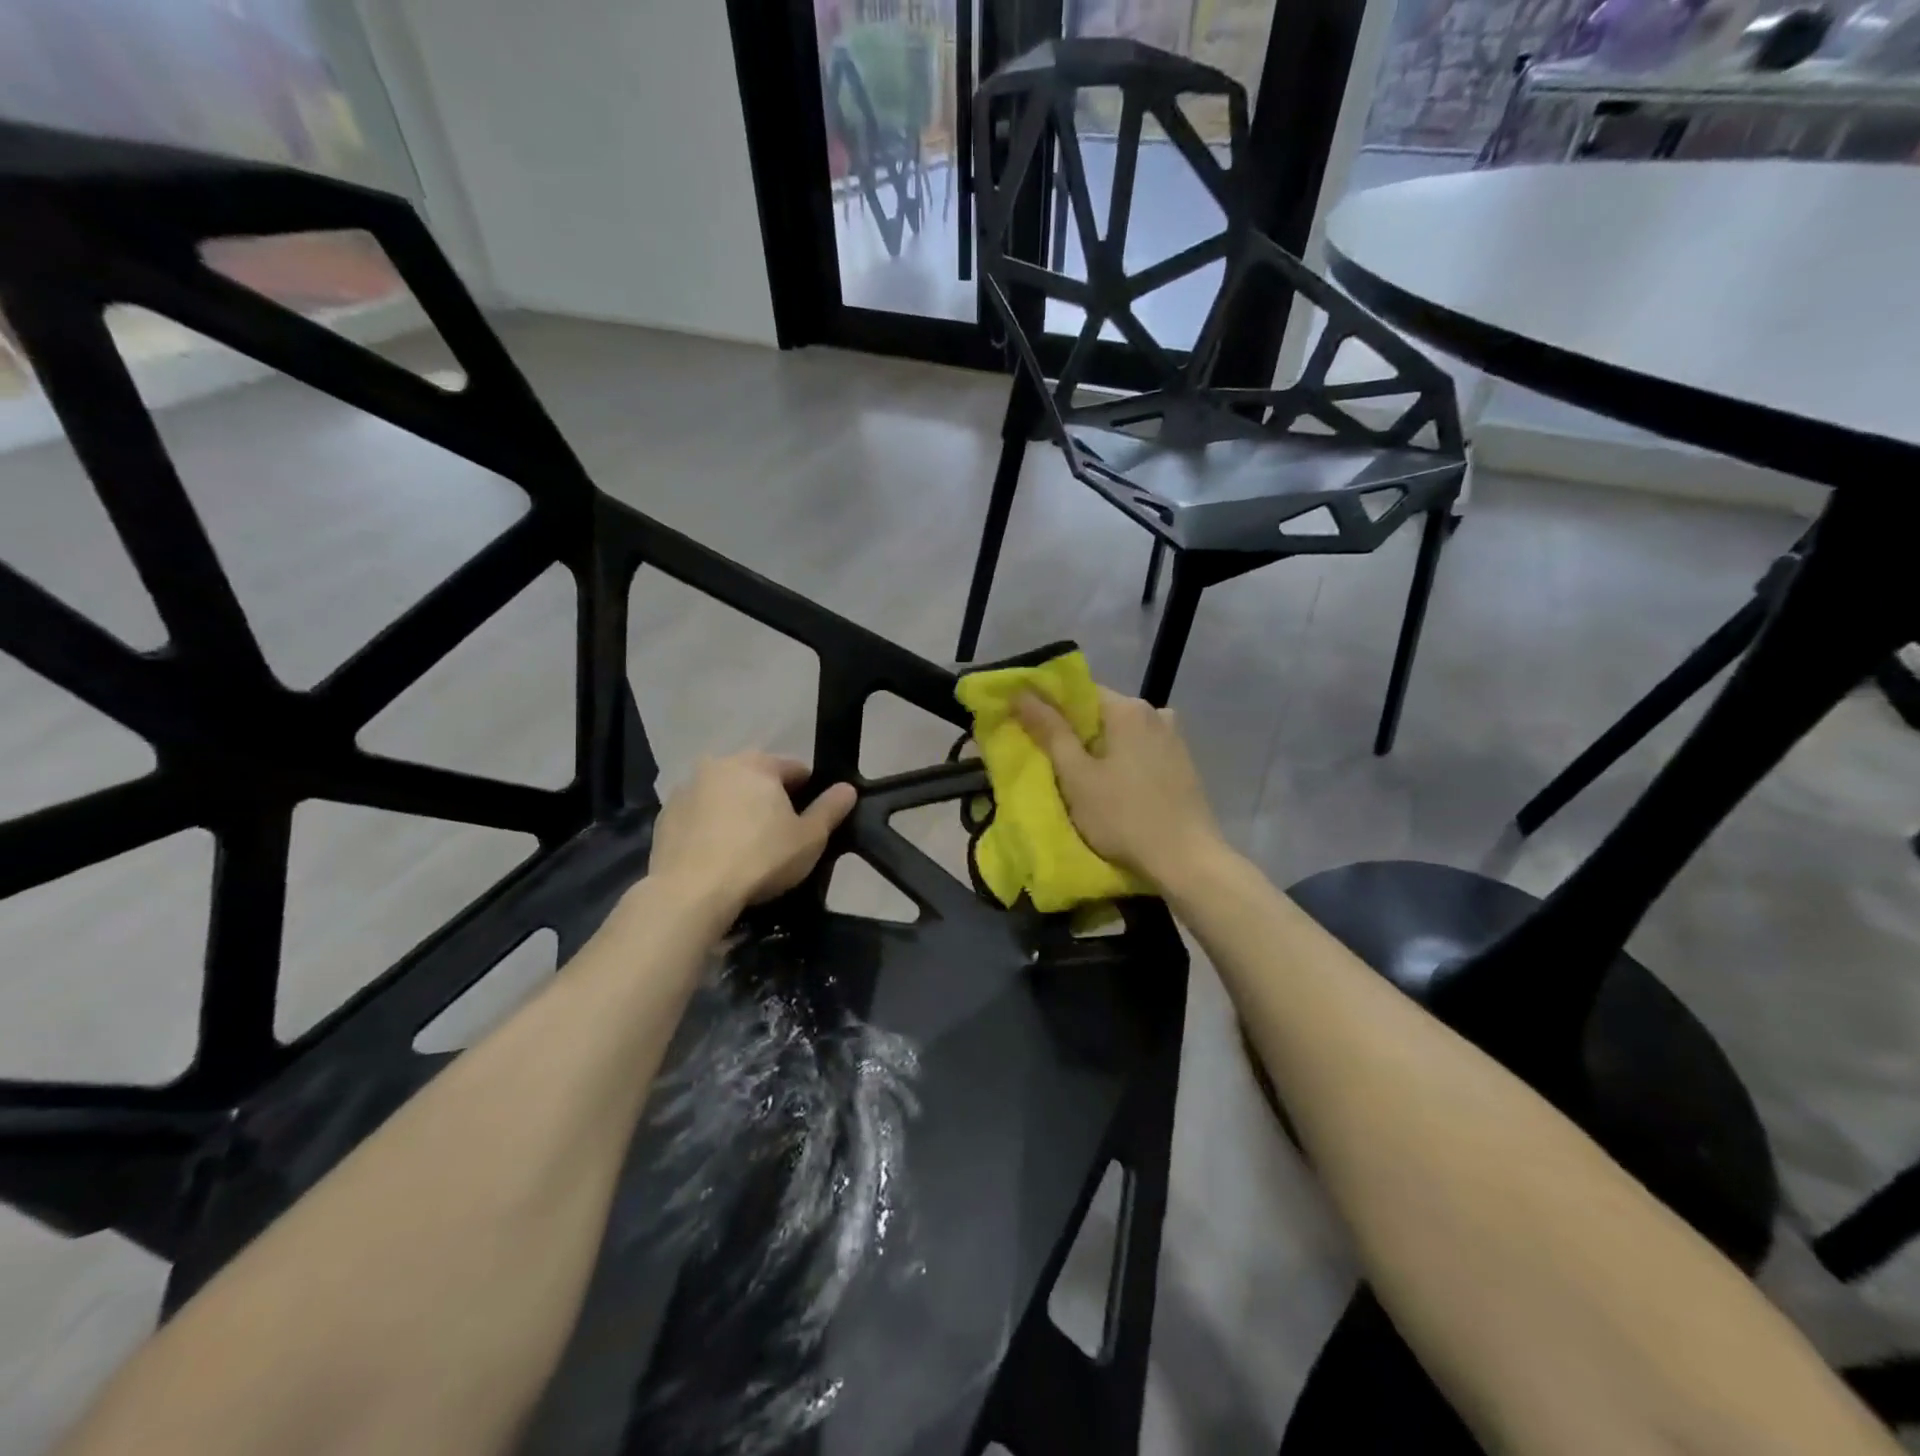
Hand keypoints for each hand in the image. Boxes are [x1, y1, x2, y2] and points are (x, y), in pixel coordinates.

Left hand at [648, 753, 856, 913]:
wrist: (691, 893)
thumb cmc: (760, 859)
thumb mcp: (810, 838)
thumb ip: (831, 809)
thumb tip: (847, 789)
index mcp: (757, 764)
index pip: (795, 769)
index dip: (809, 792)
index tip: (812, 820)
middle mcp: (719, 765)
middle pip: (757, 778)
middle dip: (770, 799)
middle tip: (780, 835)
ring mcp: (687, 789)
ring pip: (725, 795)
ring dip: (737, 810)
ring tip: (747, 847)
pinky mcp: (665, 815)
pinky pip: (699, 815)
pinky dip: (711, 826)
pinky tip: (718, 855)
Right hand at [1013, 687, 1222, 888]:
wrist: (1187, 861)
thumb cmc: (1123, 817)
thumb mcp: (1077, 776)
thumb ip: (1050, 731)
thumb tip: (1022, 694)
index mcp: (1128, 708)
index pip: (1079, 691)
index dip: (1051, 708)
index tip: (1031, 731)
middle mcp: (1156, 712)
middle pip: (1102, 712)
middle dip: (1075, 732)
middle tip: (1050, 761)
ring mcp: (1174, 738)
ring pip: (1122, 734)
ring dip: (1100, 749)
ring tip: (1081, 778)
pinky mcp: (1183, 763)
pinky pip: (1141, 750)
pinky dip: (1122, 761)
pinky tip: (1114, 788)